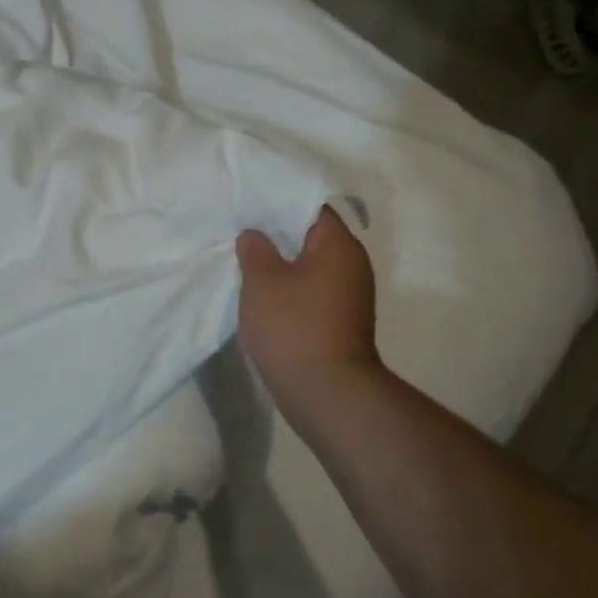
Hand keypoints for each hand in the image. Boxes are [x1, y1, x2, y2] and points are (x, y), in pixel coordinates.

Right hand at [236, 205, 380, 413]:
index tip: (251, 207)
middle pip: (313, 237)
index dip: (279, 204)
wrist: (327, 393)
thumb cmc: (294, 326)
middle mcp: (353, 264)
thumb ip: (255, 249)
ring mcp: (351, 296)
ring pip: (312, 267)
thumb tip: (255, 235)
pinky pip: (314, 292)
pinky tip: (265, 297)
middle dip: (279, 235)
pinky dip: (292, 290)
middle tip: (244, 234)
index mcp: (338, 245)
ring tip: (249, 264)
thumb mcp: (262, 281)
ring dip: (284, 266)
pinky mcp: (344, 322)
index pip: (311, 207)